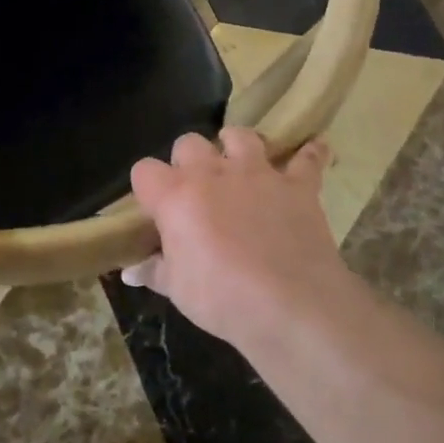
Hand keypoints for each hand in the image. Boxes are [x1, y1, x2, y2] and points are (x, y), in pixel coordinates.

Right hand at [125, 129, 361, 353]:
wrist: (291, 306)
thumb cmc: (222, 298)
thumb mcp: (177, 290)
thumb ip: (154, 271)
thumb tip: (131, 272)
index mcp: (175, 196)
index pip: (144, 171)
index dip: (147, 187)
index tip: (155, 209)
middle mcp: (212, 173)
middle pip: (188, 143)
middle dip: (188, 161)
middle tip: (196, 191)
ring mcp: (257, 174)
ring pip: (241, 136)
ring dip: (237, 146)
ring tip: (239, 164)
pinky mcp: (297, 186)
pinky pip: (307, 159)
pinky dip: (309, 155)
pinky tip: (312, 152)